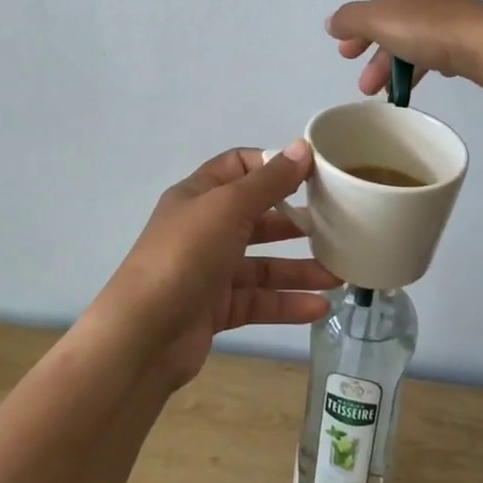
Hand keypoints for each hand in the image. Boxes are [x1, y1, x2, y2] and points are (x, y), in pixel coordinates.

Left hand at [93, 142, 339, 391]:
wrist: (143, 335)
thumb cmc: (186, 255)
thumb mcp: (229, 207)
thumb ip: (270, 181)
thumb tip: (303, 147)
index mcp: (199, 195)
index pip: (239, 166)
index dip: (273, 166)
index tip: (313, 175)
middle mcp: (204, 229)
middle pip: (256, 217)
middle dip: (294, 222)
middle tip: (336, 226)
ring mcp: (209, 271)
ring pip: (262, 264)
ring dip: (299, 269)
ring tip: (339, 276)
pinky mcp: (216, 310)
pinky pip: (259, 301)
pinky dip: (288, 303)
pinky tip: (321, 307)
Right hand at [326, 0, 482, 95]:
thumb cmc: (426, 27)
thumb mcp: (377, 19)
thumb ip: (350, 20)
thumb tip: (332, 22)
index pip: (374, 8)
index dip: (357, 32)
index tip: (346, 56)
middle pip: (392, 28)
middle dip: (374, 58)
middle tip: (364, 86)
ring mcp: (453, 18)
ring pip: (413, 44)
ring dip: (394, 69)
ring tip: (386, 95)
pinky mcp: (469, 41)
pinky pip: (436, 54)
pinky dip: (421, 69)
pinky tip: (416, 85)